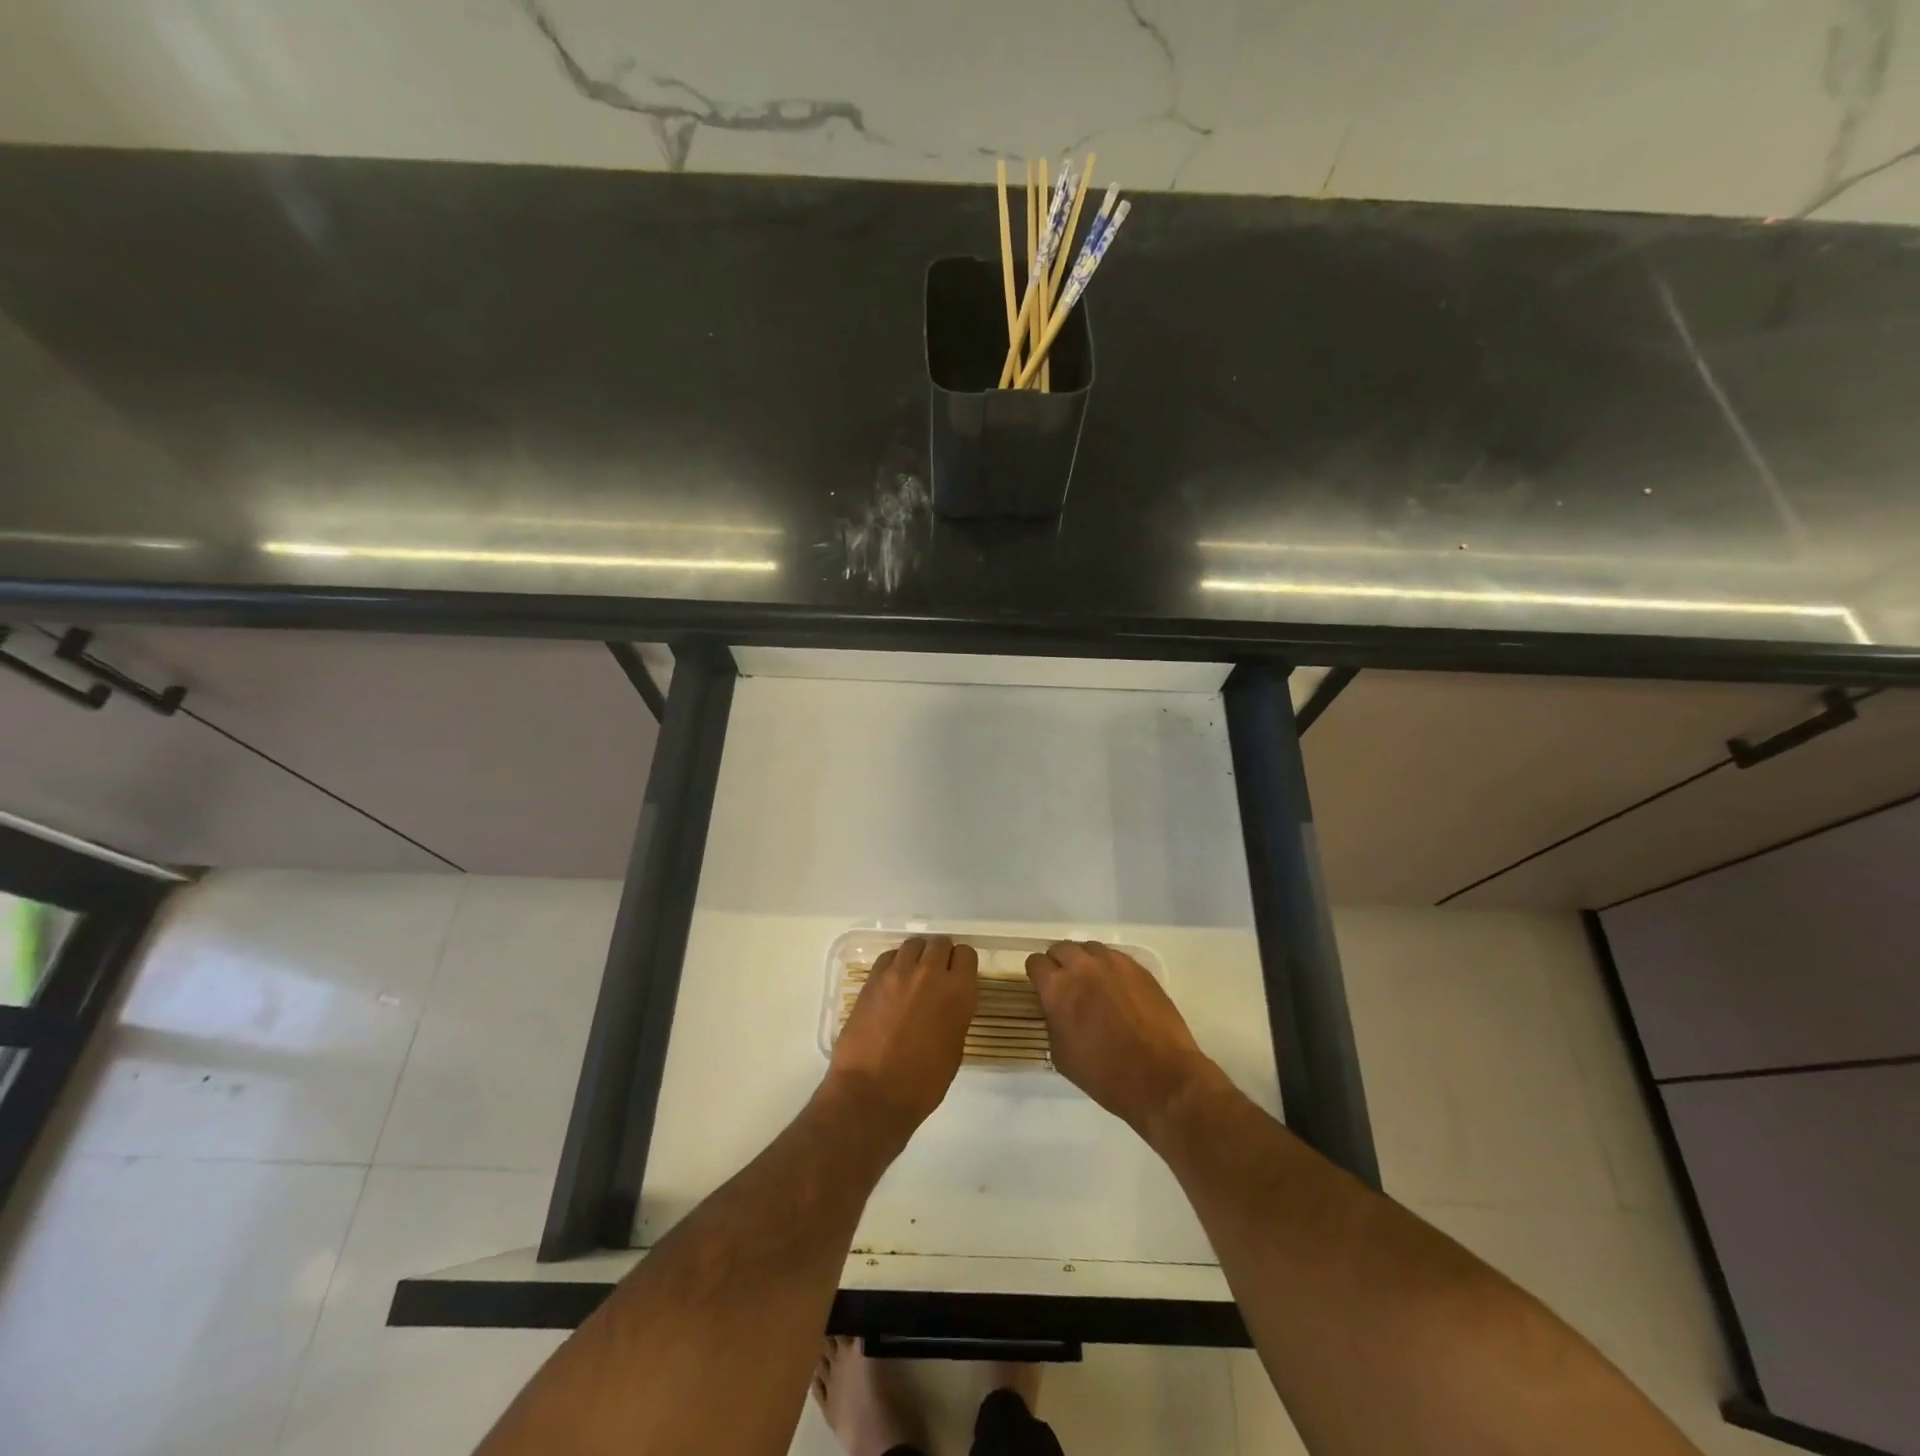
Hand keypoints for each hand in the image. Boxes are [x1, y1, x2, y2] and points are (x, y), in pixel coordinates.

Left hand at [827, 936, 976, 1138]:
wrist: (873, 1092)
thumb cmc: (922, 1083)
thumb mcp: (954, 1049)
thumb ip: (954, 1015)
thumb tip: (946, 1004)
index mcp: (958, 992)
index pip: (966, 954)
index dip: (961, 964)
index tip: (957, 976)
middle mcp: (931, 973)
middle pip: (940, 942)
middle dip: (940, 955)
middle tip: (935, 976)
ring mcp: (898, 973)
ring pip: (913, 944)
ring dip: (917, 956)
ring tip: (912, 976)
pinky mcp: (872, 978)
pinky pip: (889, 956)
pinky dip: (894, 964)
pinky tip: (892, 983)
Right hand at [1025, 941, 1222, 1137]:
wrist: (1161, 1078)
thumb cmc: (1105, 1075)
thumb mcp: (1061, 1055)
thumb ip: (1053, 1021)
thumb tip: (1056, 1009)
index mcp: (1057, 988)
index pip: (1035, 962)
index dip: (1037, 976)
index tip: (1042, 988)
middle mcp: (1082, 966)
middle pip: (1061, 948)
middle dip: (1059, 964)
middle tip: (1067, 986)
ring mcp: (1113, 963)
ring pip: (1089, 949)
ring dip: (1084, 962)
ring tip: (1092, 984)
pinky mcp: (1138, 968)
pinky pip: (1114, 957)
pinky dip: (1109, 968)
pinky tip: (1116, 989)